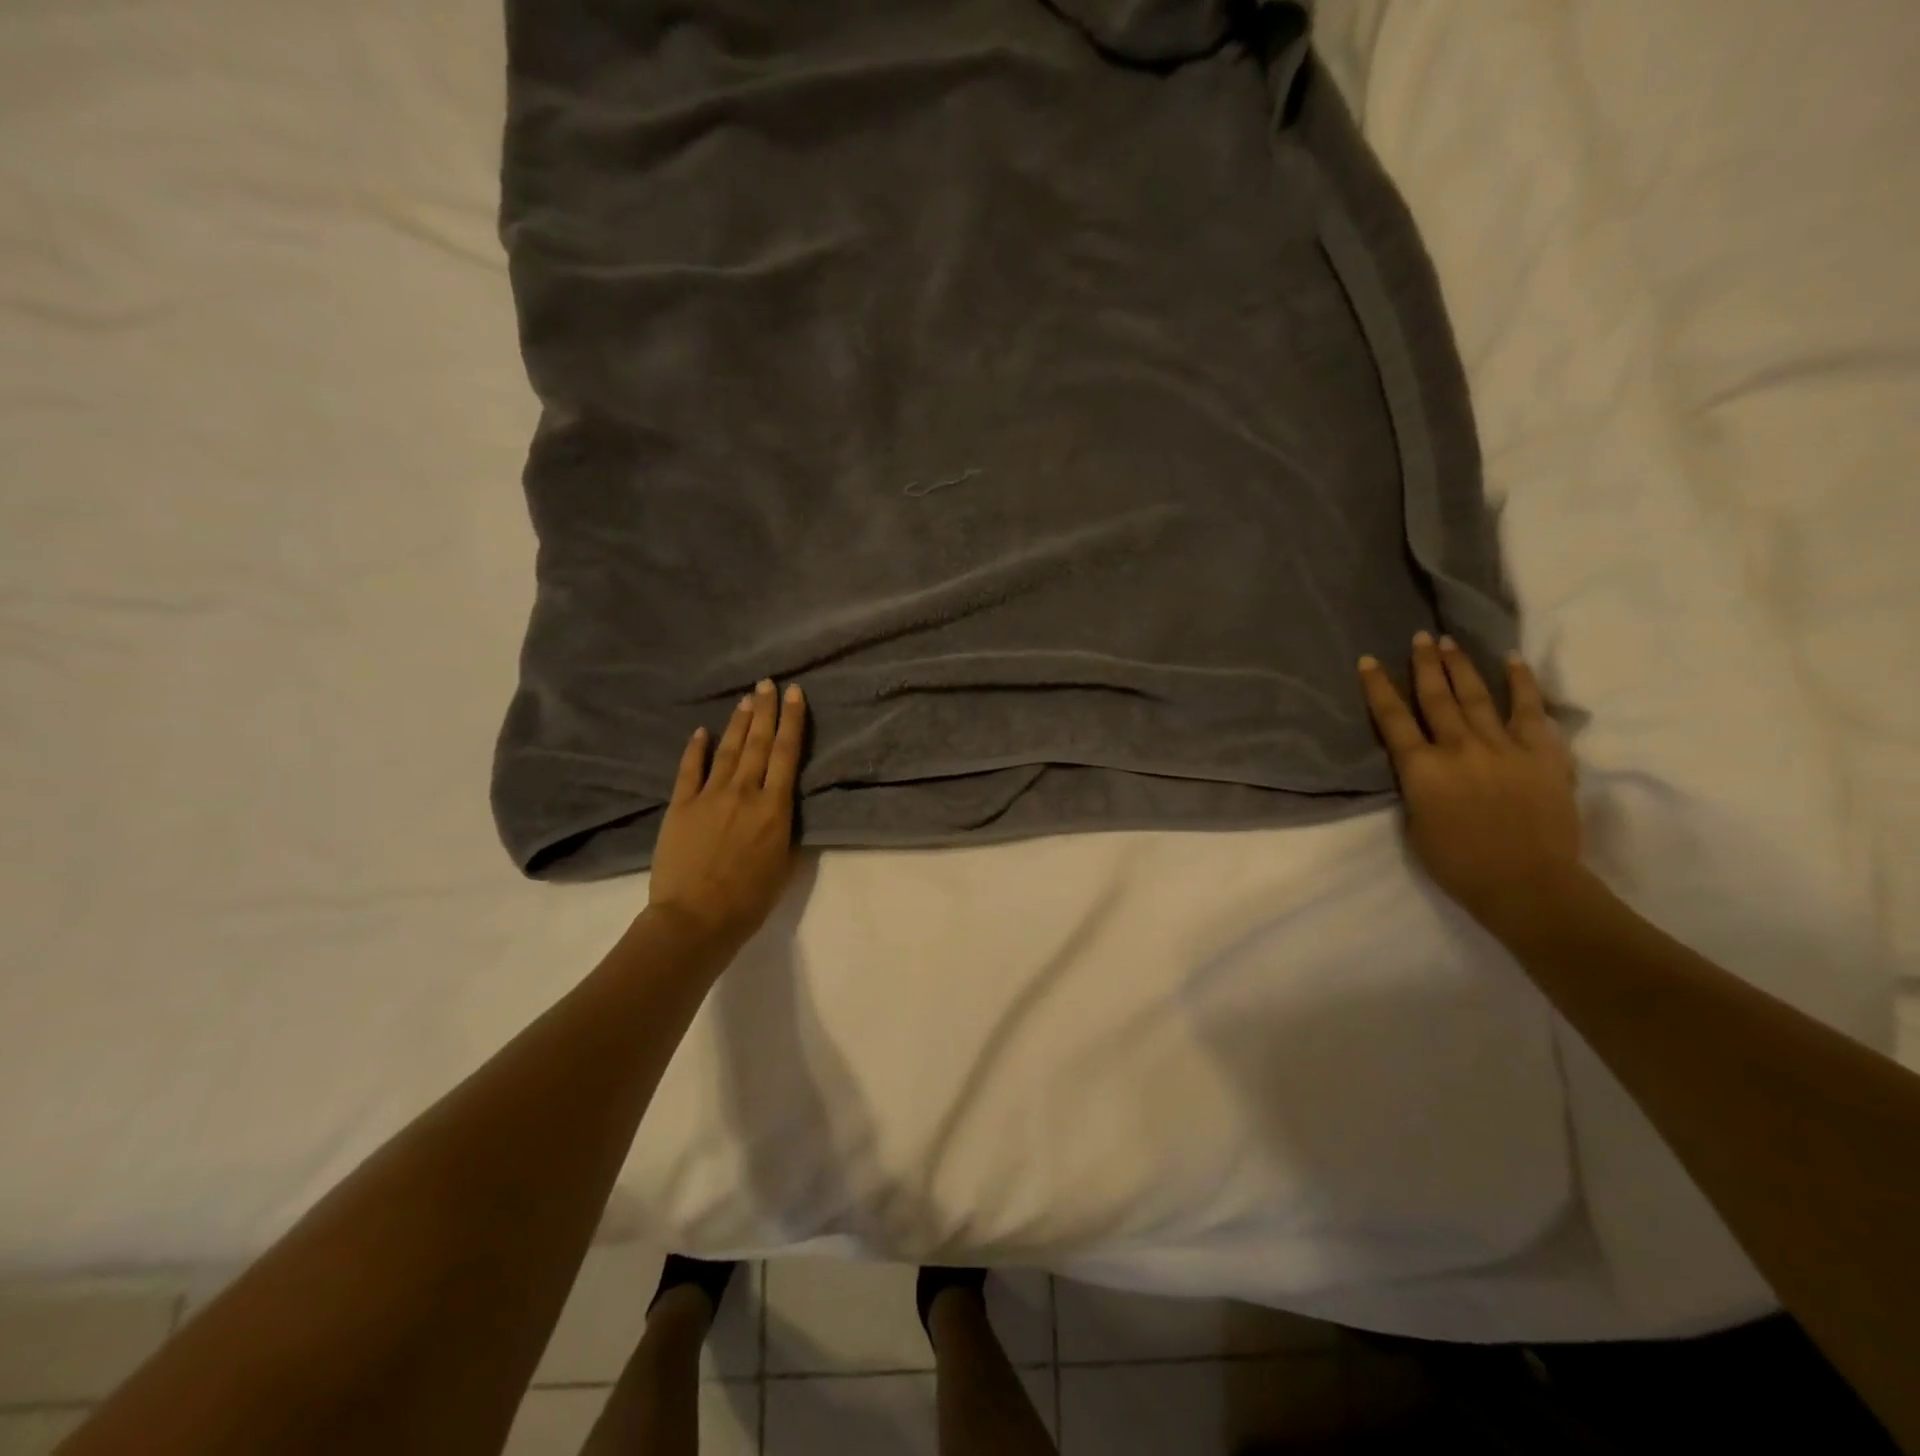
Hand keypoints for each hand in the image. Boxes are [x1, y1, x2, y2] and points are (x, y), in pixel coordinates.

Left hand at [648, 680, 806, 950]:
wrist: (696, 918)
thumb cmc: (749, 899)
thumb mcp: (785, 865)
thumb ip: (785, 830)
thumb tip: (782, 808)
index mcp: (774, 807)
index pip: (786, 754)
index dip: (792, 721)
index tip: (795, 694)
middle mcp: (744, 792)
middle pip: (758, 743)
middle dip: (766, 710)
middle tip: (769, 682)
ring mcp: (709, 796)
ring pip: (727, 750)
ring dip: (738, 722)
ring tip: (746, 698)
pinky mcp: (680, 806)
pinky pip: (689, 770)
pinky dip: (696, 749)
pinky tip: (701, 731)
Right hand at [1359, 633, 1587, 947]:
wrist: (1528, 884)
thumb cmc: (1458, 863)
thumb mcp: (1415, 824)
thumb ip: (1416, 786)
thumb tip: (1423, 764)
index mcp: (1421, 769)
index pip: (1392, 719)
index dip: (1378, 688)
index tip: (1368, 661)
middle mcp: (1459, 748)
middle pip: (1436, 698)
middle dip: (1424, 665)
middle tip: (1419, 637)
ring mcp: (1504, 747)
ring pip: (1477, 696)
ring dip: (1461, 666)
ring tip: (1449, 642)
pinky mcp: (1543, 754)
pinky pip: (1530, 710)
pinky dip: (1521, 684)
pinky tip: (1512, 661)